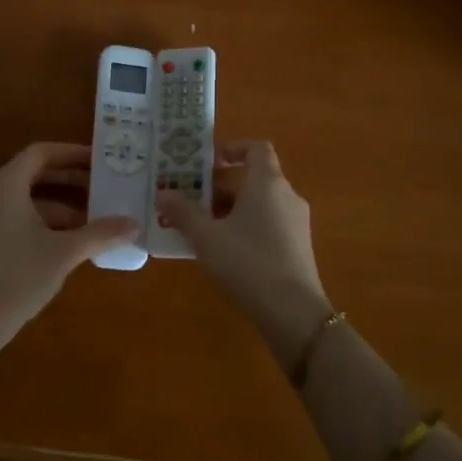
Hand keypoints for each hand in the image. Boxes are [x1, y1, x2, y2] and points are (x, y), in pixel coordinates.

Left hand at [0, 142, 138, 338]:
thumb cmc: (19, 276)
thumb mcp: (64, 252)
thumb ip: (100, 233)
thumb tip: (134, 224)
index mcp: (5, 185)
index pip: (40, 153)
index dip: (71, 154)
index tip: (99, 161)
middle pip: (32, 174)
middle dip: (69, 181)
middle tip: (102, 187)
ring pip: (25, 199)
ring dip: (59, 205)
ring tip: (93, 218)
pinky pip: (14, 216)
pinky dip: (41, 221)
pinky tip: (68, 240)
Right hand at [156, 140, 329, 350]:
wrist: (293, 312)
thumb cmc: (247, 262)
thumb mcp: (206, 237)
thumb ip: (183, 212)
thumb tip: (163, 192)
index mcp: (267, 182)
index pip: (256, 148)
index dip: (232, 149)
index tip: (206, 163)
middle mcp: (286, 195)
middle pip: (252, 177)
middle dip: (219, 186)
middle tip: (189, 200)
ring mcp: (295, 221)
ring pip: (259, 202)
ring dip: (230, 208)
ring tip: (200, 227)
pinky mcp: (298, 246)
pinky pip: (268, 222)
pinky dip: (245, 226)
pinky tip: (223, 250)